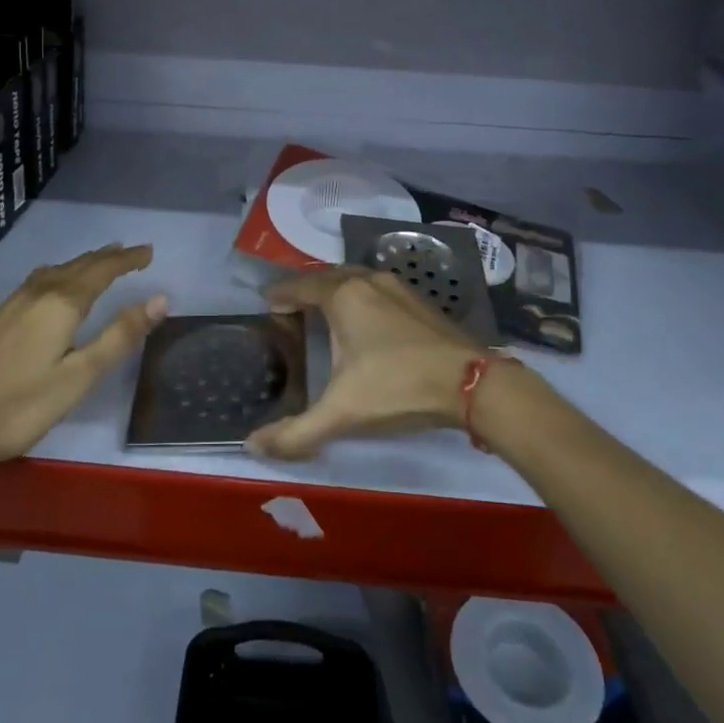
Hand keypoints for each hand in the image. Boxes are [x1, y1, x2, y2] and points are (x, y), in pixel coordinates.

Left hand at [0, 244, 165, 472]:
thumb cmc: (20, 406)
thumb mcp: (79, 377)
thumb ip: (119, 336)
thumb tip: (159, 299)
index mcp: (62, 303)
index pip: (103, 270)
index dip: (128, 260)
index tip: (150, 252)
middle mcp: (38, 292)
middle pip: (80, 265)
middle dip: (108, 257)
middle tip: (133, 253)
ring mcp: (14, 303)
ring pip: (58, 271)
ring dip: (84, 263)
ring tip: (101, 261)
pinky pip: (40, 280)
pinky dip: (62, 274)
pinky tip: (55, 285)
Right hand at [246, 267, 483, 461]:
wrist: (470, 383)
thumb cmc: (397, 387)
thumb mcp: (341, 413)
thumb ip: (295, 432)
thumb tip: (252, 446)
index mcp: (343, 296)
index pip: (300, 286)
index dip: (281, 294)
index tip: (267, 302)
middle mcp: (368, 281)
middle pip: (327, 276)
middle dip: (307, 289)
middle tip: (291, 308)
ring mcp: (397, 287)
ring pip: (355, 279)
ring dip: (335, 289)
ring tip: (324, 311)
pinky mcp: (419, 300)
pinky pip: (377, 288)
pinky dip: (360, 296)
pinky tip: (365, 320)